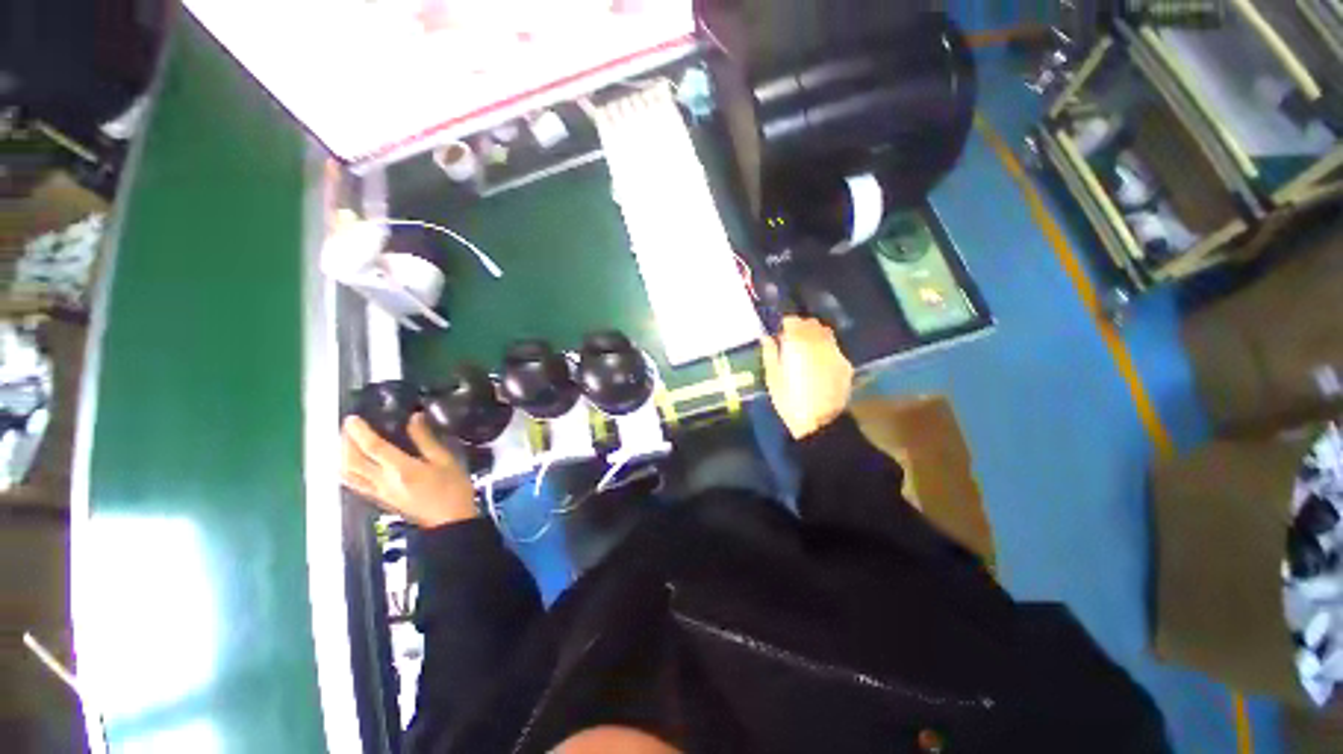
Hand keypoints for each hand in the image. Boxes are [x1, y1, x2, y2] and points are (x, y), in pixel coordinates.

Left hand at [341, 413, 477, 527]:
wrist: (449, 521)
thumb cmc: (453, 488)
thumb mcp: (446, 460)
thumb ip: (426, 439)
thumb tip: (414, 418)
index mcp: (401, 469)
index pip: (373, 447)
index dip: (359, 431)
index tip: (352, 418)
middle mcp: (383, 480)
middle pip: (353, 460)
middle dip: (347, 441)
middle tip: (349, 427)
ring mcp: (378, 492)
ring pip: (349, 473)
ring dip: (343, 456)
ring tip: (347, 443)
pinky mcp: (379, 499)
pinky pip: (354, 484)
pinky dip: (347, 471)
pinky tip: (351, 466)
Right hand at [760, 317, 852, 439]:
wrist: (820, 422)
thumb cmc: (789, 400)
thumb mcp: (772, 377)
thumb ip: (769, 353)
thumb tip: (765, 336)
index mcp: (798, 343)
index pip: (792, 321)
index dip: (784, 325)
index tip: (778, 334)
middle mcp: (819, 342)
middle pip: (811, 323)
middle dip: (800, 328)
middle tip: (791, 342)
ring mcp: (835, 352)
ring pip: (825, 333)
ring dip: (814, 336)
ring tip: (806, 351)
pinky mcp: (845, 364)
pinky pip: (833, 348)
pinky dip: (825, 349)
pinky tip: (819, 365)